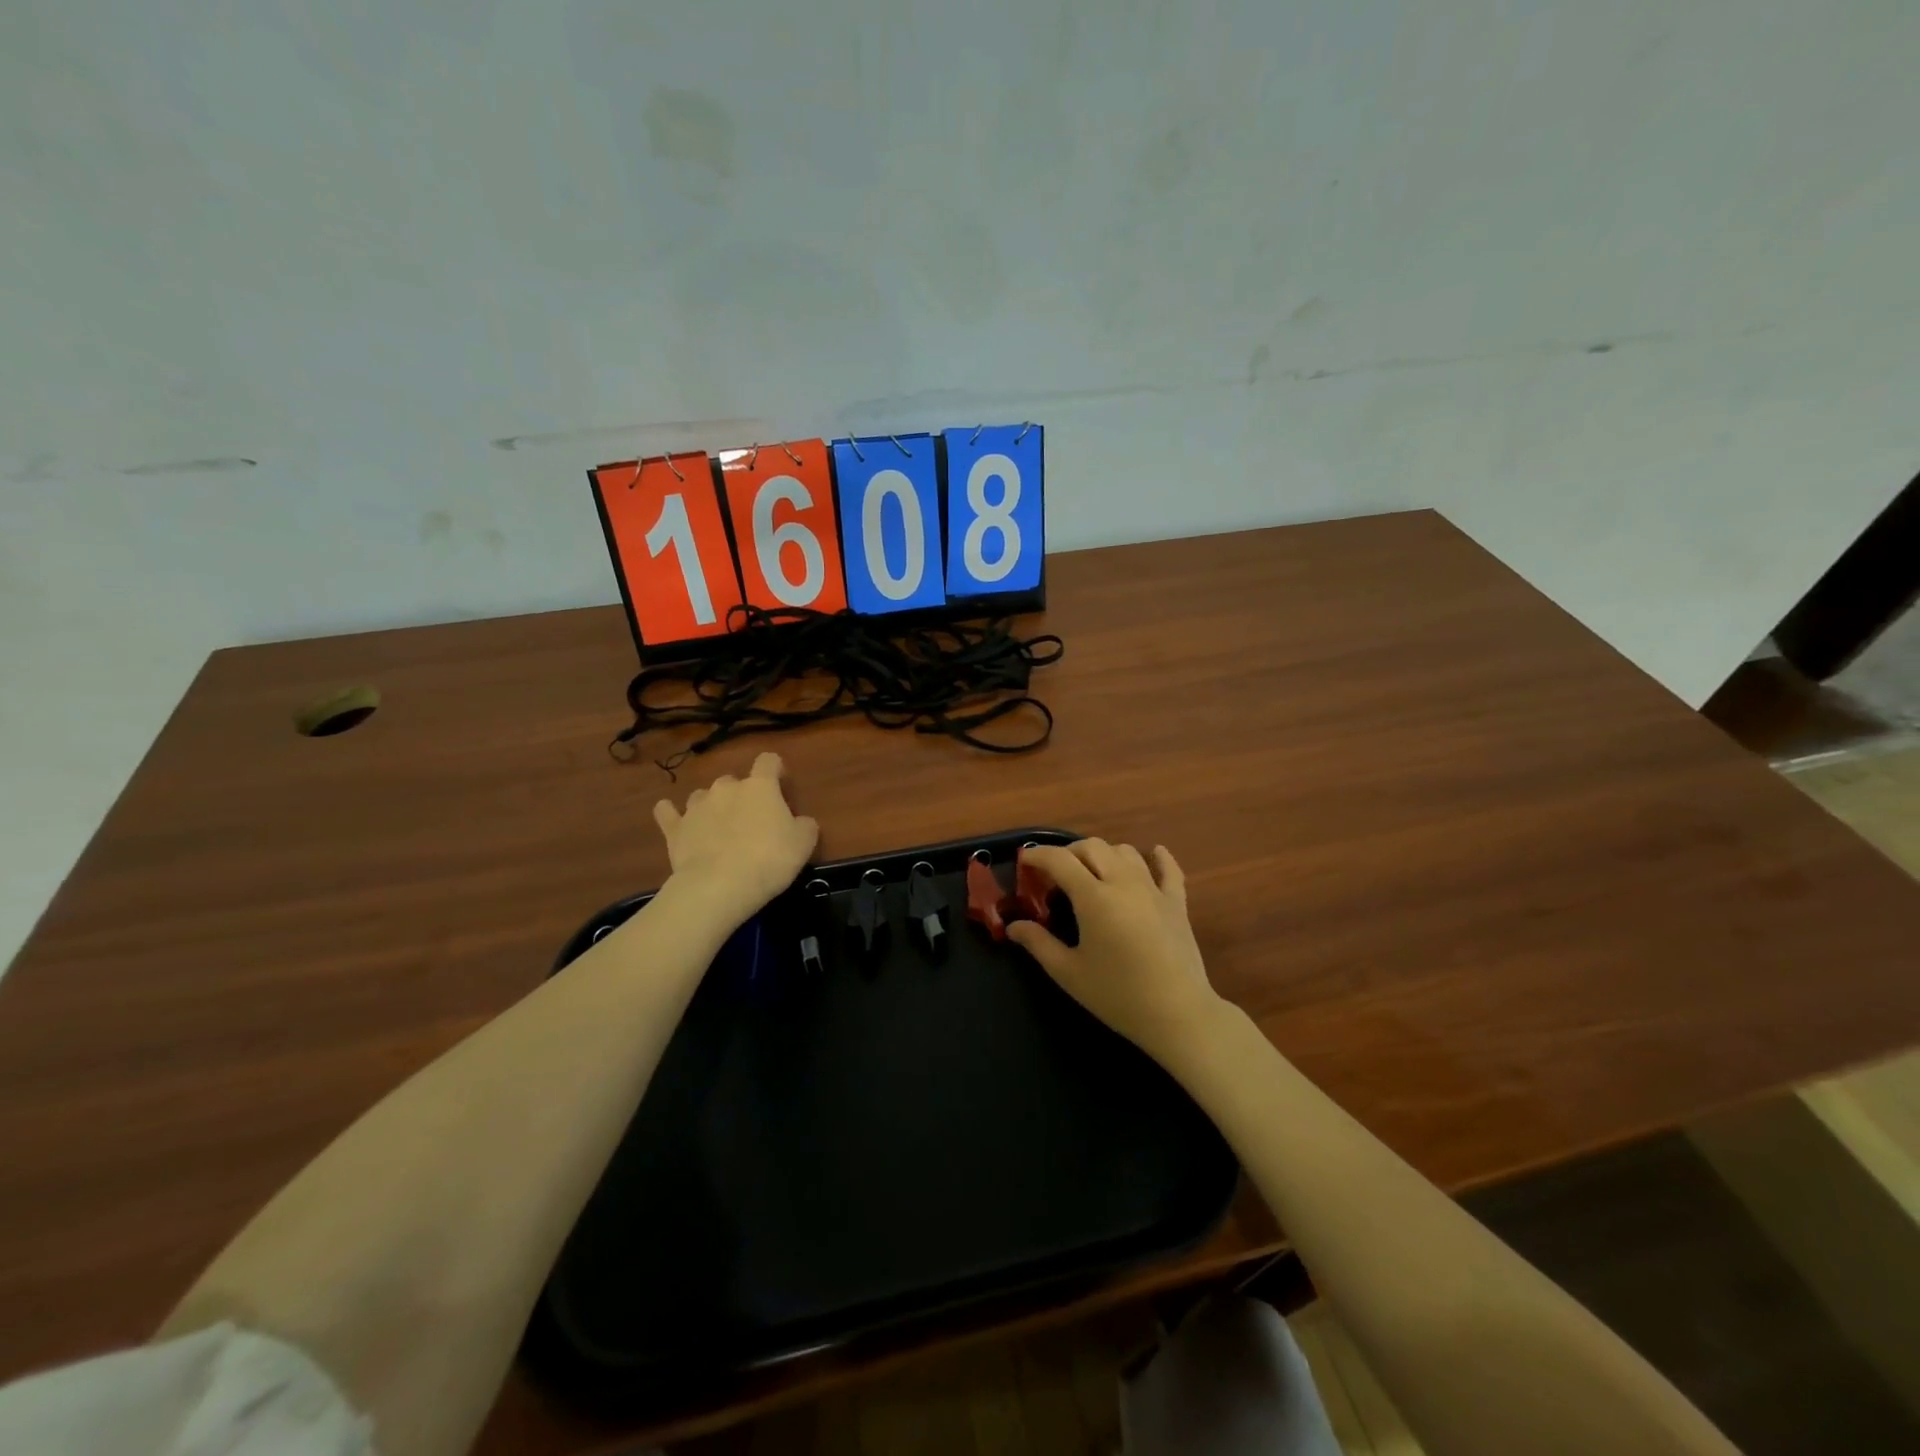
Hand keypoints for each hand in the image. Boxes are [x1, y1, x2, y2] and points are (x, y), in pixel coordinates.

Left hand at [653, 753, 818, 926]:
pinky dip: (671, 814)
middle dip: (741, 795)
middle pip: (734, 780)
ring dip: (711, 806)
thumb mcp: (803, 844)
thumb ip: (804, 825)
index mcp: (760, 786)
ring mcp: (696, 806)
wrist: (719, 886)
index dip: (776, 770)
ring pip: (703, 795)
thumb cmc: (769, 860)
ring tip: (717, 828)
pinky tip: (673, 818)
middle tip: (750, 820)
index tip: (781, 786)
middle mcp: (726, 787)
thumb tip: (801, 821)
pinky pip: (668, 812)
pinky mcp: (675, 828)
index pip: (768, 761)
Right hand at [1008, 840, 1221, 1065]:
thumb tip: (1014, 926)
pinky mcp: (1176, 902)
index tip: (1024, 860)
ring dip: (1103, 854)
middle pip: (1092, 847)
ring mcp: (1153, 889)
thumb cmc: (1118, 995)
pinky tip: (1152, 854)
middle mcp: (1123, 882)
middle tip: (1054, 875)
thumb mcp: (1069, 973)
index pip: (1060, 860)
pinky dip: (1157, 858)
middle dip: (1068, 853)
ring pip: (1125, 852)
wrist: (1178, 1014)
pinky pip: (1168, 869)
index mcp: (1094, 897)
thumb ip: (1038, 944)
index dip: (1038, 855)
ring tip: (1092, 872)